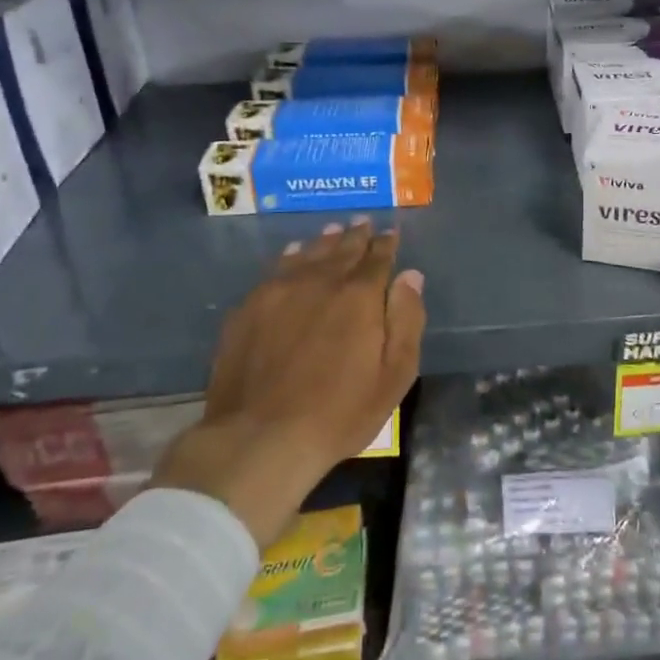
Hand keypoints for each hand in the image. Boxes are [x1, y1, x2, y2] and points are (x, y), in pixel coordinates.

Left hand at [152, 220, 424, 546]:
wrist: (260, 437)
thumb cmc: (340, 412)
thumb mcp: (394, 374)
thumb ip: (407, 319)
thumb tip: (411, 275)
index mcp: (359, 295)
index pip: (377, 257)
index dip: (386, 243)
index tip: (390, 232)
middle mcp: (320, 281)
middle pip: (342, 249)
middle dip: (356, 235)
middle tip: (364, 222)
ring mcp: (279, 291)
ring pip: (308, 254)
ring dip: (325, 241)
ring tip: (334, 230)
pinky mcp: (248, 308)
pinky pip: (276, 269)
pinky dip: (290, 256)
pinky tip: (293, 254)